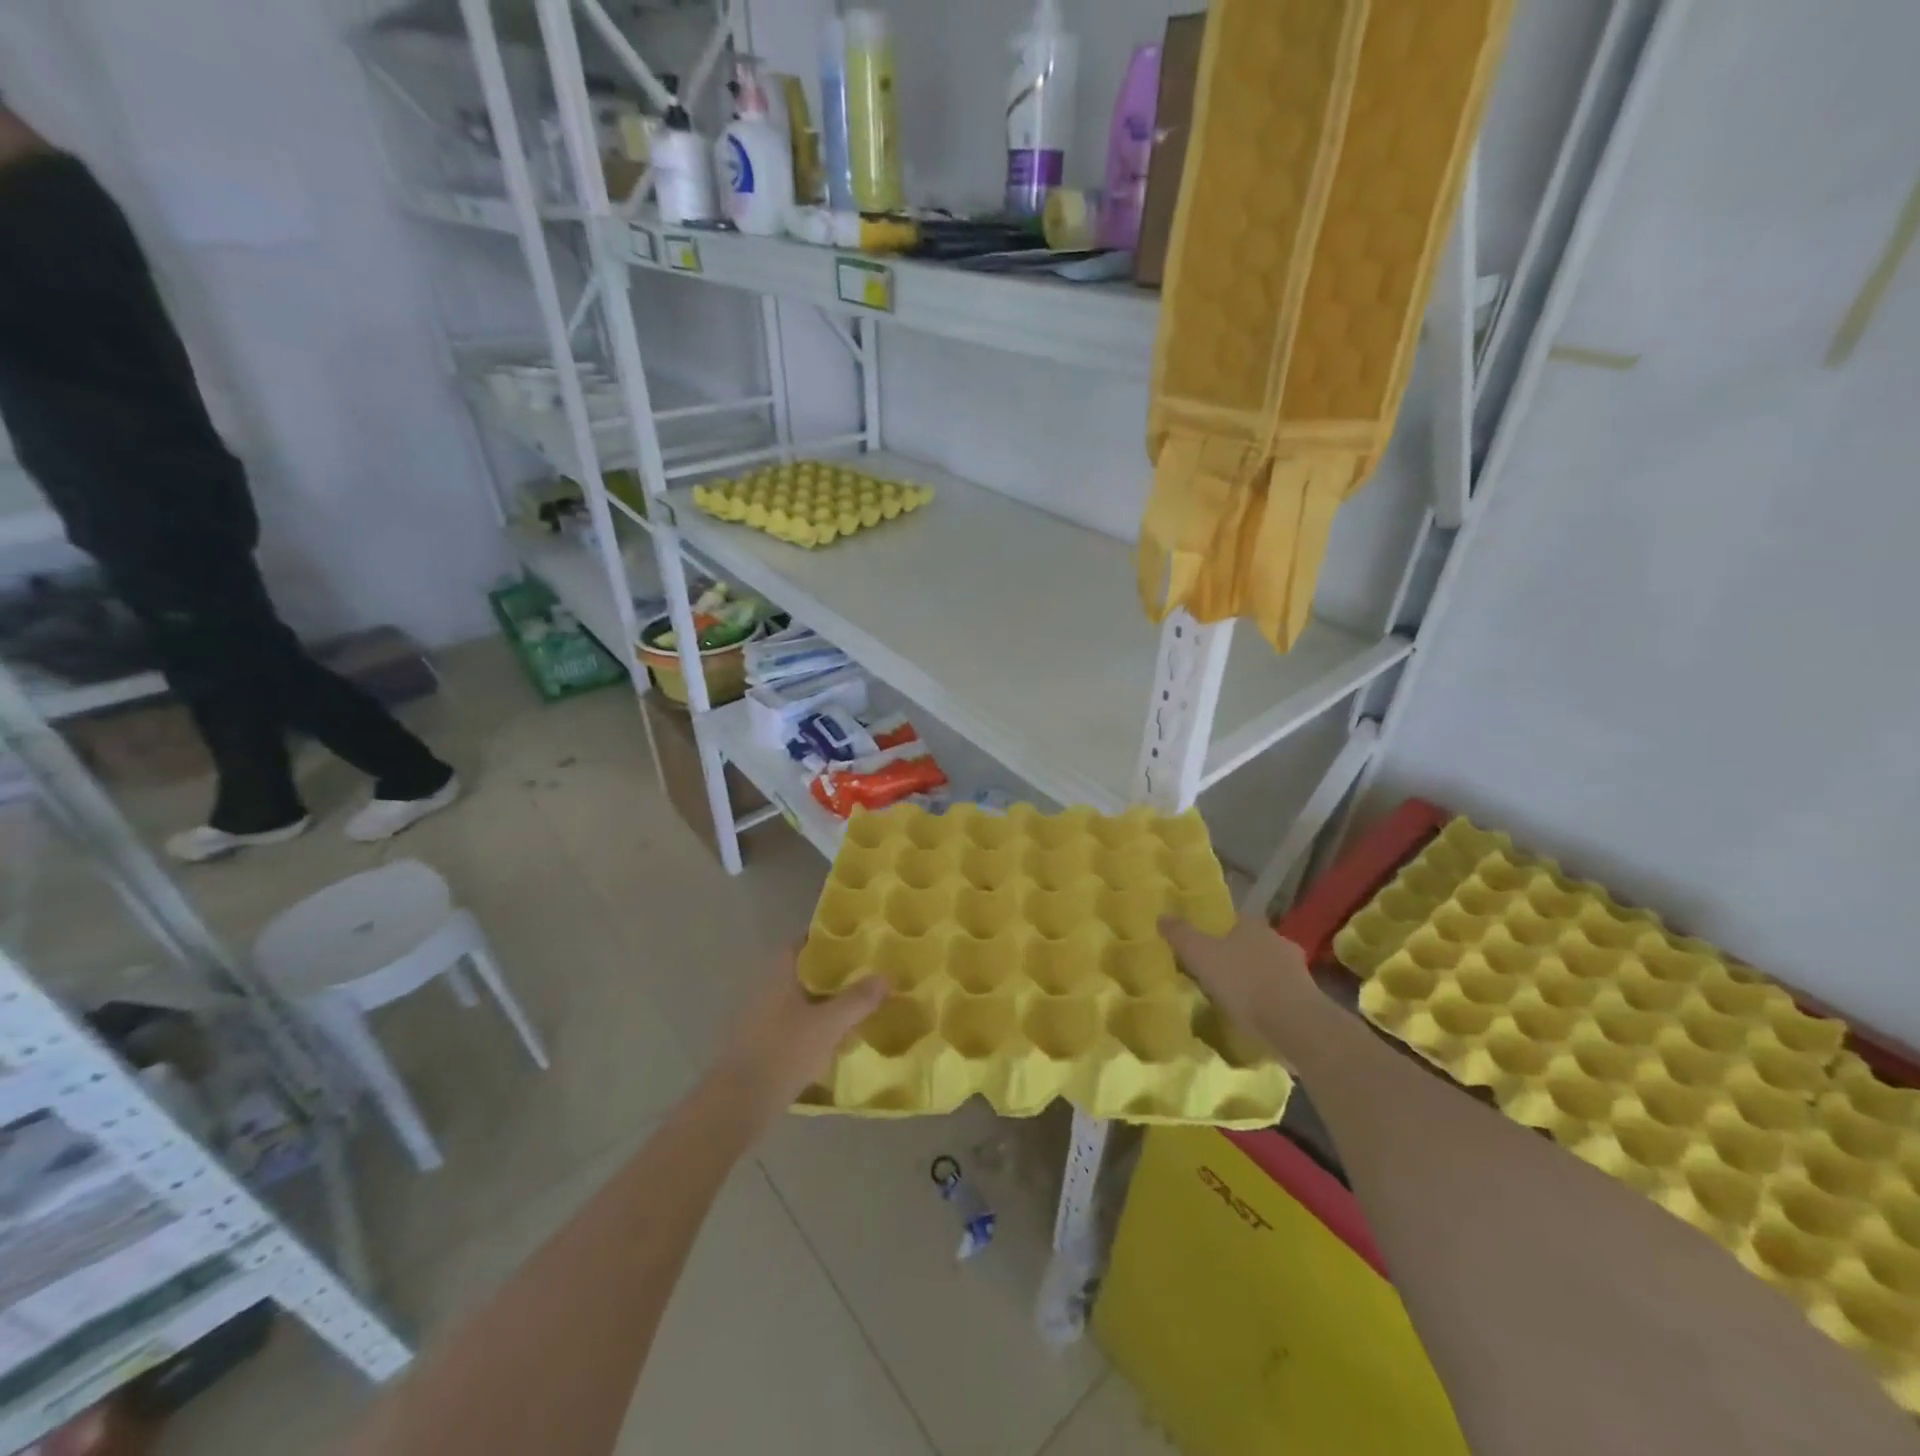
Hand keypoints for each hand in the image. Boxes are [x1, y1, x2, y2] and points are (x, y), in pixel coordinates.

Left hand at [705, 954, 885, 1129]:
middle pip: (803, 971)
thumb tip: (886, 976)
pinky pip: (793, 1023)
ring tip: (856, 1005)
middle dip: (832, 972)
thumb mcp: (828, 1024)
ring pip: (799, 999)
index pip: (804, 942)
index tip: (856, 941)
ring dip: (823, 1000)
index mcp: (779, 973)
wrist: (739, 1103)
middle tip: (864, 974)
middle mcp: (766, 987)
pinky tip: (834, 1038)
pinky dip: (813, 1024)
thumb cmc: (783, 1052)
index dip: (828, 939)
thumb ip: (857, 999)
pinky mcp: (760, 1043)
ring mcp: (760, 1016)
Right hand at [1162, 914, 1318, 1059]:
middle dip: (1234, 955)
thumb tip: (1162, 916)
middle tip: (1213, 972)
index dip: (1215, 931)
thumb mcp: (1200, 955)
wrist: (1294, 1023)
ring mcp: (1296, 969)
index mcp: (1252, 925)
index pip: (1231, 920)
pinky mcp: (1307, 997)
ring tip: (1233, 997)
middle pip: (1249, 944)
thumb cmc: (1243, 981)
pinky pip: (1279, 993)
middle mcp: (1277, 940)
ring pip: (1266, 968)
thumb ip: (1180, 934)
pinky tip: (1254, 1014)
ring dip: (1252, 979)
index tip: (1201, 947)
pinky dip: (1266, 1000)